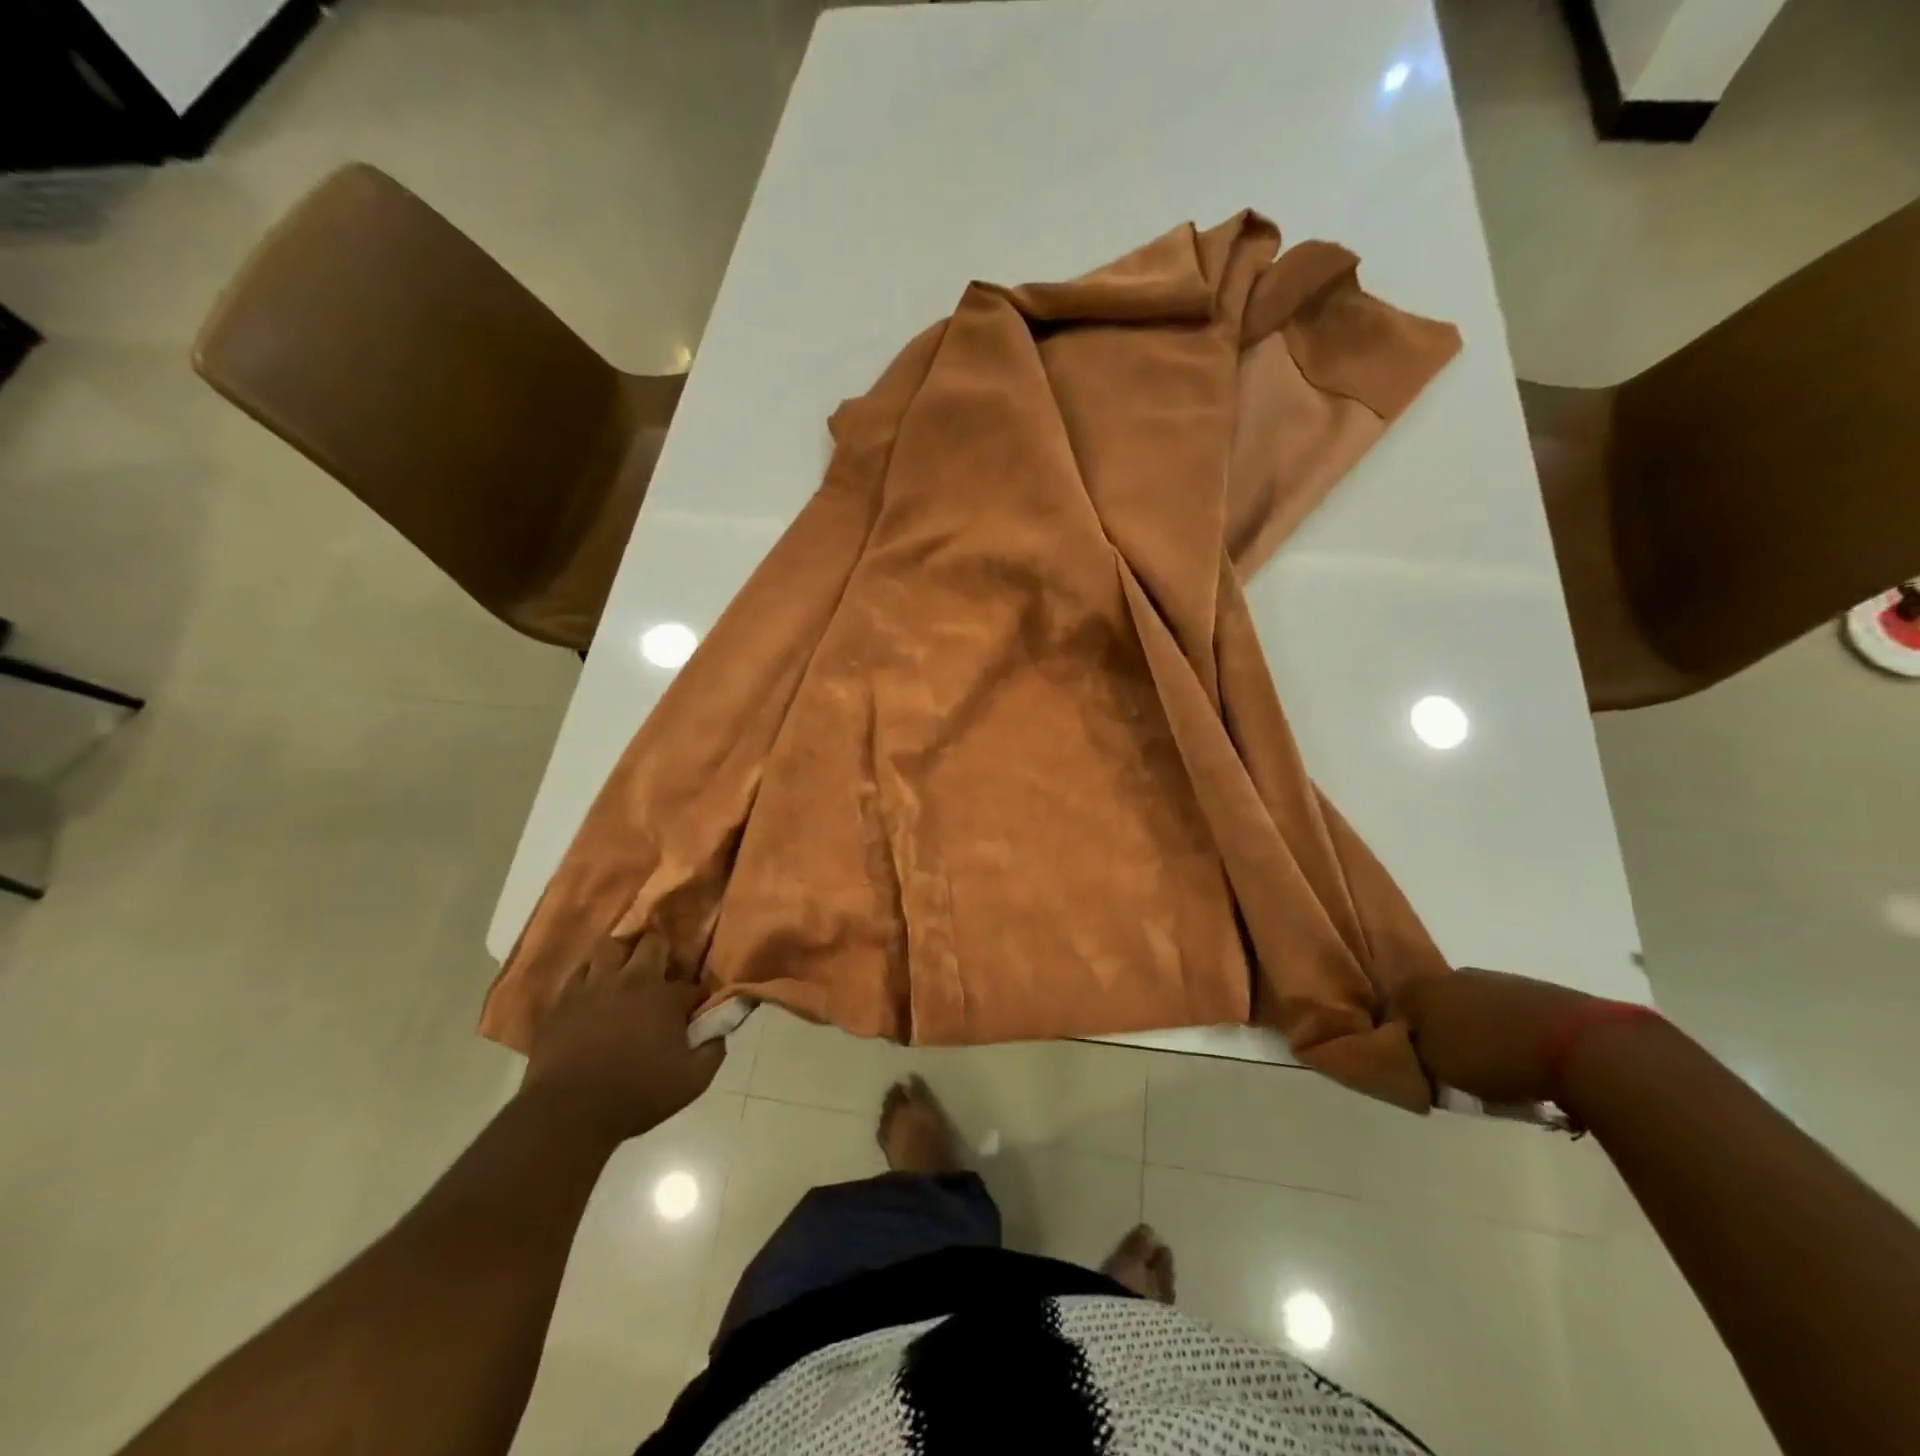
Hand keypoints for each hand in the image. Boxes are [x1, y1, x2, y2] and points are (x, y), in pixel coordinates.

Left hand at [519, 936, 723, 1145]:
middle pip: (651, 943)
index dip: (696, 996)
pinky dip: (590, 975)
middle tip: (662, 971)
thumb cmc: (636, 1095)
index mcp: (665, 997)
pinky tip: (593, 990)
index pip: (691, 984)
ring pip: (610, 947)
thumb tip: (719, 1031)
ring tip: (624, 971)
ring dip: (622, 955)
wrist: (568, 1113)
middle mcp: (631, 980)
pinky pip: (578, 972)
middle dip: (662, 951)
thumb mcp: (692, 1081)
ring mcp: (593, 987)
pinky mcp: (562, 1001)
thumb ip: (713, 1050)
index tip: (695, 1010)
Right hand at [1396, 968, 1599, 1105]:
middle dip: (1441, 1028)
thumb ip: (1419, 1057)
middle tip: (1453, 1062)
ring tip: (1494, 1065)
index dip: (1403, 1031)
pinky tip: (1525, 1058)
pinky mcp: (1535, 990)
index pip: (1398, 1007)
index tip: (1414, 1056)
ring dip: (1478, 1030)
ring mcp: (1497, 979)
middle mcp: (1453, 975)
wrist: (1579, 1046)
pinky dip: (1510, 1032)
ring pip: (1474, 1006)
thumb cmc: (1494, 1057)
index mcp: (1422, 989)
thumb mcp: (1442, 1069)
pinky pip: (1509, 1013)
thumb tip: (1415, 1050)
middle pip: (1437, 1004)